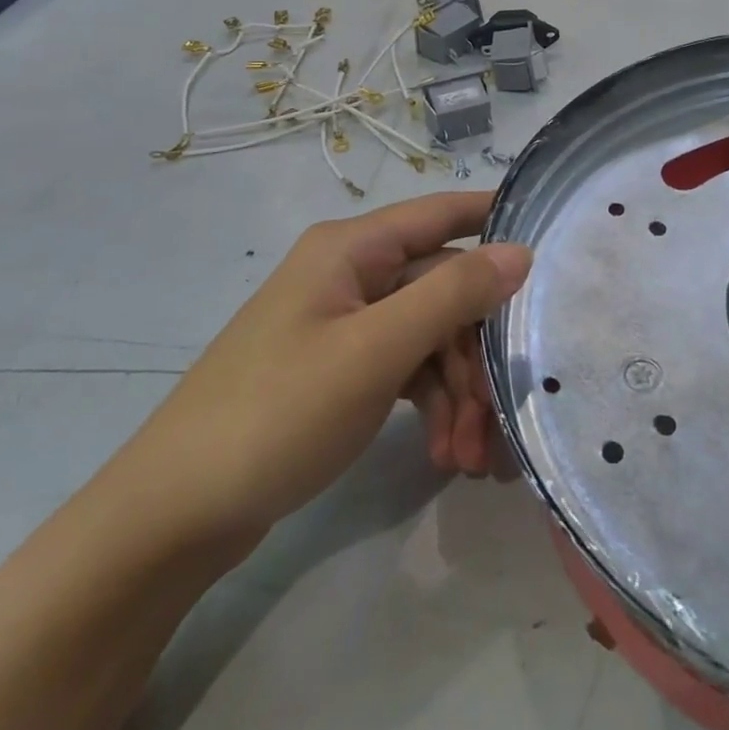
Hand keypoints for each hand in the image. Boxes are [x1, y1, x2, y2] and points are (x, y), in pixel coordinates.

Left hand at [128, 192, 530, 541]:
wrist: (173, 517)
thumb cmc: (276, 414)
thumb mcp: (375, 350)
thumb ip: (452, 294)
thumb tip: (521, 250)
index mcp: (353, 249)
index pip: (444, 212)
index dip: (498, 219)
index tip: (555, 244)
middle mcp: (353, 274)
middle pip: (445, 290)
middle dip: (478, 352)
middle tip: (500, 415)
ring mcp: (347, 324)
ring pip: (431, 337)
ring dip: (459, 392)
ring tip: (468, 458)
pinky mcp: (342, 370)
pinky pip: (407, 370)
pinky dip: (432, 406)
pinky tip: (442, 453)